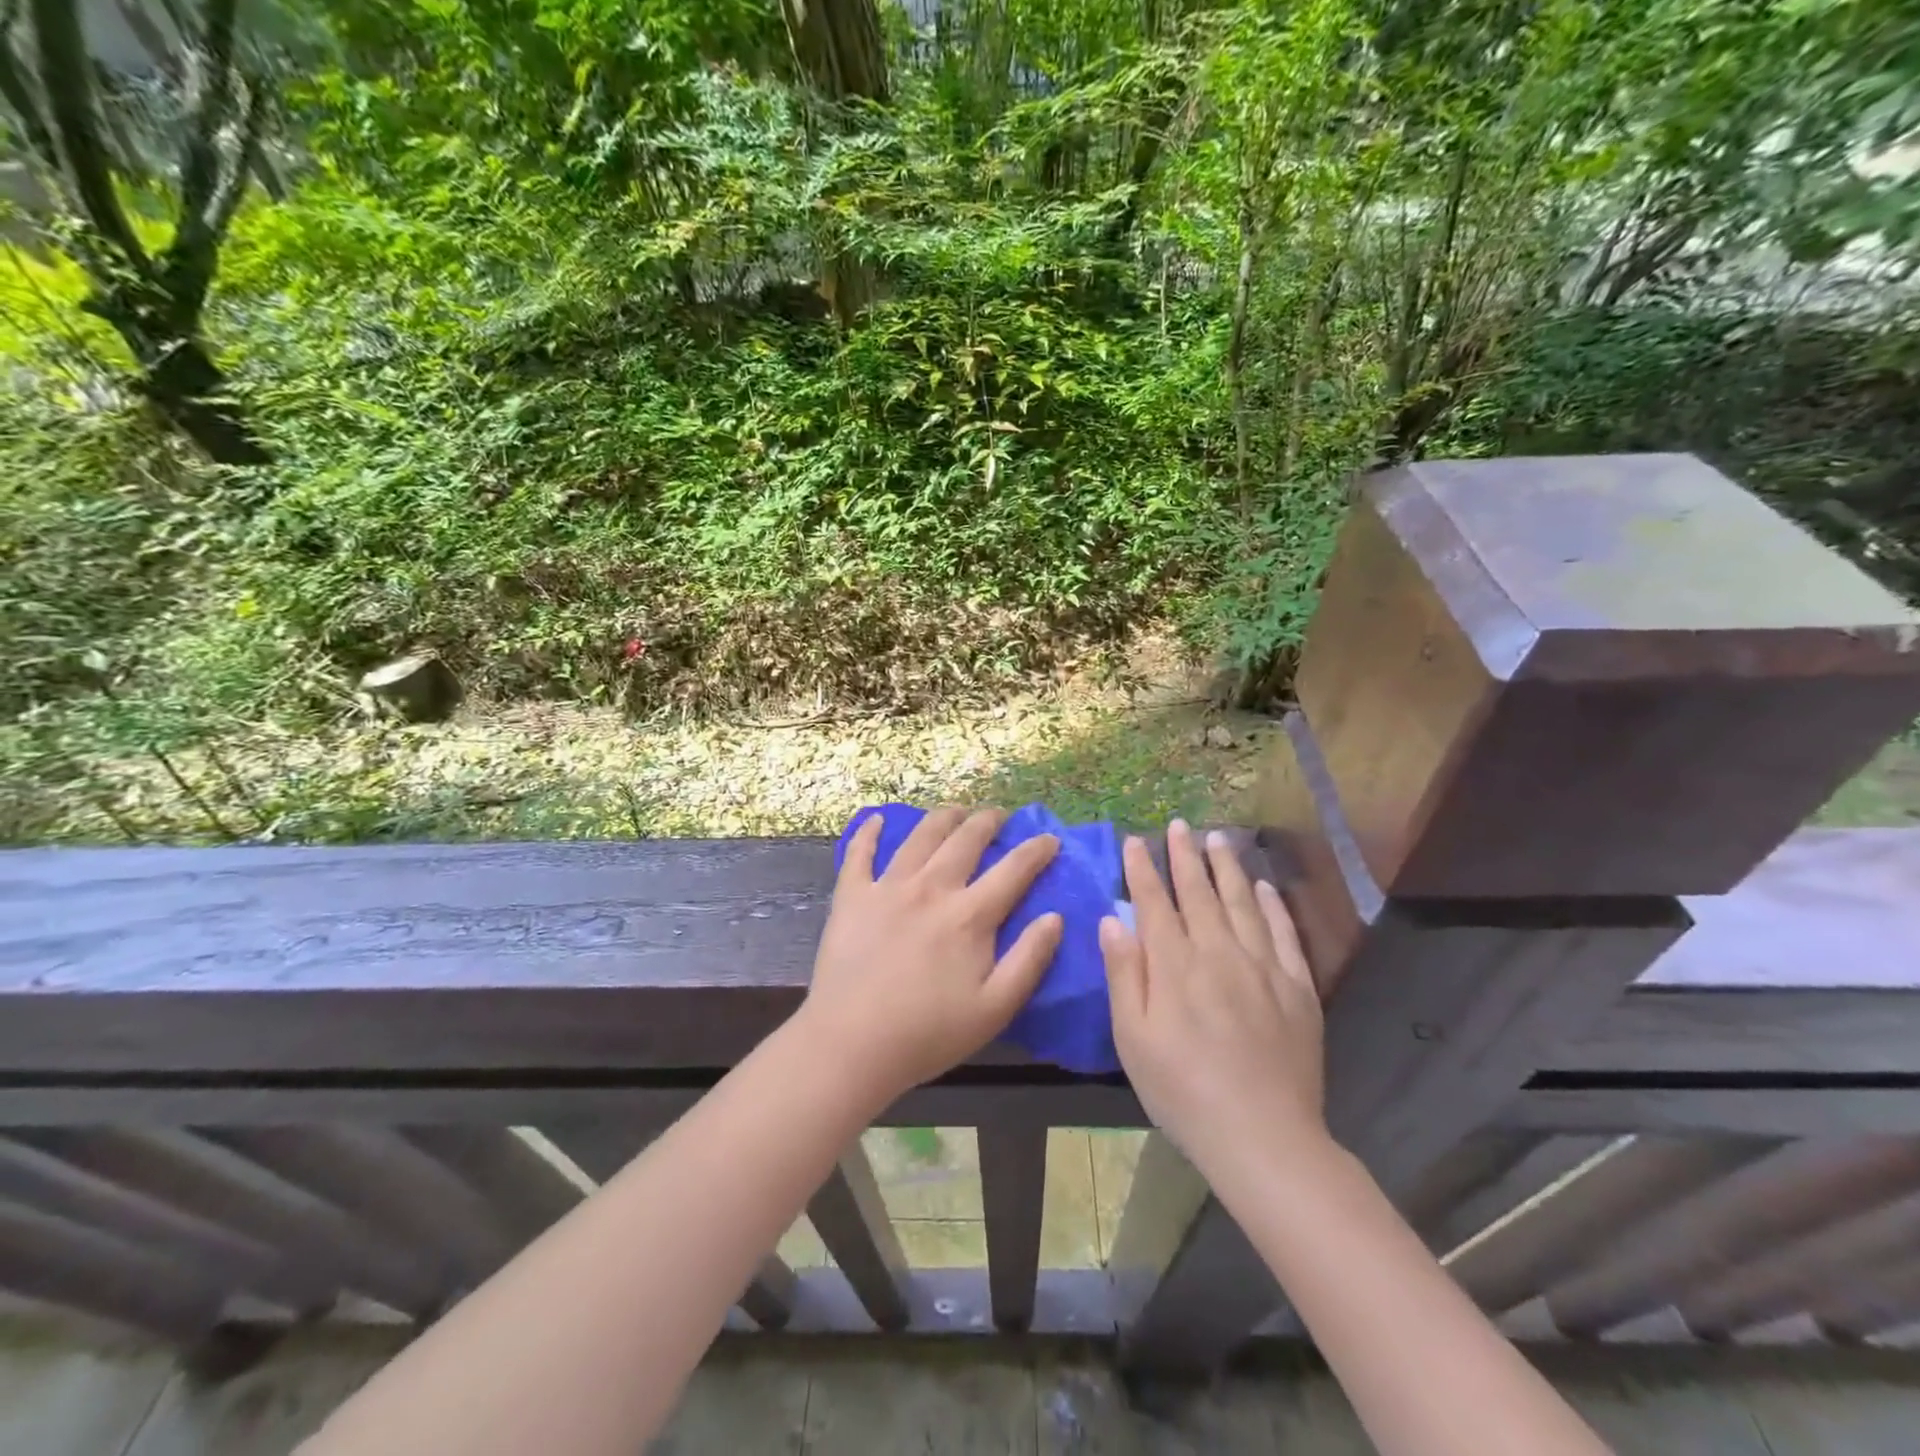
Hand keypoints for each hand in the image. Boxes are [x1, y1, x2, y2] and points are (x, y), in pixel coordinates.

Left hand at [799, 808, 1062, 1109]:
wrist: (852, 1044)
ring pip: (920, 836)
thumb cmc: (928, 1033)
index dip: (1036, 850)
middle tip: (999, 816)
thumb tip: (1055, 917)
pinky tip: (876, 820)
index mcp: (969, 915)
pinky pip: (860, 853)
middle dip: (988, 822)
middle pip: (965, 839)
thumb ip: (1029, 959)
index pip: (1013, 870)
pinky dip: (869, 832)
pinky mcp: (852, 896)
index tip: (1050, 839)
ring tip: (955, 811)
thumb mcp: (995, 1008)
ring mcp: (888, 887)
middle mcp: (931, 888)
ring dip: (943, 817)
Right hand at [1100, 819, 1325, 1177]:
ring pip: (1241, 902)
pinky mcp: (1297, 987)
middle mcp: (1218, 953)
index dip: (1143, 869)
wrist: (1263, 1137)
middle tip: (1178, 825)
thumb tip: (1112, 920)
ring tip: (1218, 838)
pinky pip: (1283, 934)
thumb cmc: (1182, 1091)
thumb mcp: (1134, 1039)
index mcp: (1175, 965)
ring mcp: (1262, 967)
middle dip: (1184, 856)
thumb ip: (1124, 974)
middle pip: (1199, 893)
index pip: (1155, 903)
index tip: (1135, 841)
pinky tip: (1263, 886)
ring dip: (1227, 867)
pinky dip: (1271, 906)